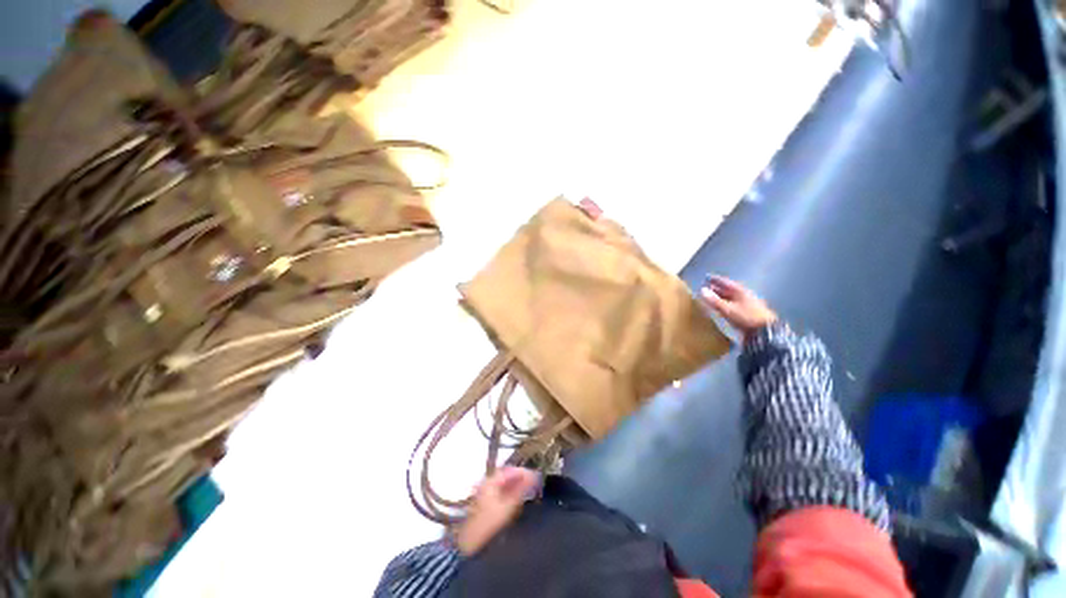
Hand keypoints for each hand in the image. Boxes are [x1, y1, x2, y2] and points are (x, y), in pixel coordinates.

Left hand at [454, 467, 540, 554]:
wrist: (469, 543)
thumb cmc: (489, 523)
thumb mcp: (508, 507)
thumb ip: (521, 490)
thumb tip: (533, 478)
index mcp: (491, 481)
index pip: (510, 471)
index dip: (524, 472)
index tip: (536, 476)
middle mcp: (488, 482)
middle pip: (507, 475)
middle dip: (521, 478)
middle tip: (534, 483)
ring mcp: (486, 492)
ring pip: (505, 483)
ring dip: (517, 485)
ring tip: (529, 490)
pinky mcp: (486, 501)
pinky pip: (501, 491)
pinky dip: (511, 492)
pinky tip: (518, 498)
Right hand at [701, 276, 776, 337]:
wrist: (765, 331)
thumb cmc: (746, 317)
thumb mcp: (728, 309)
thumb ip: (714, 300)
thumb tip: (702, 290)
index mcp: (740, 290)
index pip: (725, 282)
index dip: (715, 279)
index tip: (706, 277)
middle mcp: (744, 294)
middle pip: (728, 289)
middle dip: (718, 289)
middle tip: (707, 289)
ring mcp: (747, 303)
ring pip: (732, 297)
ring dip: (722, 297)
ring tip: (713, 298)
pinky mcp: (749, 311)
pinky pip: (734, 304)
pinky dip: (727, 303)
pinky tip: (723, 307)